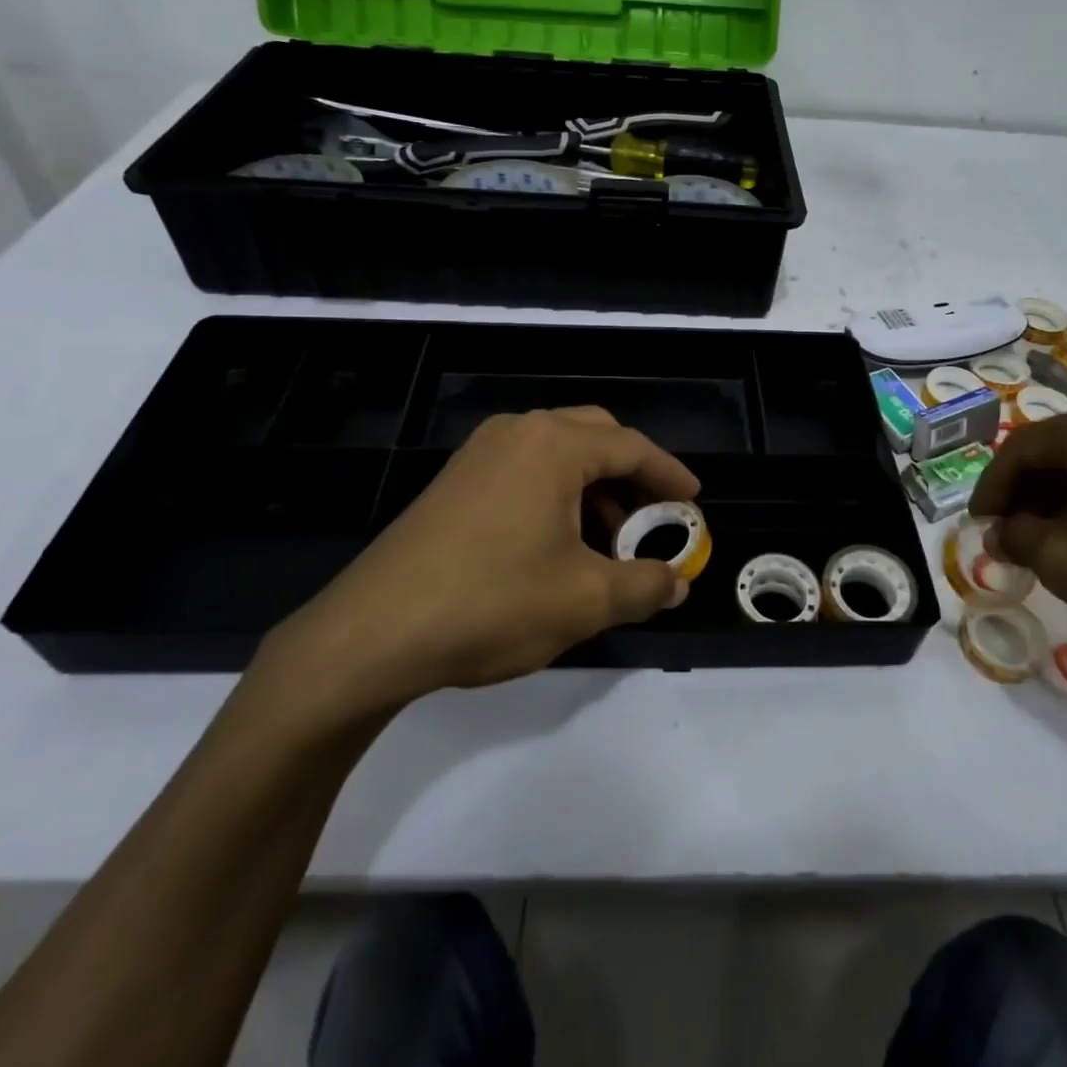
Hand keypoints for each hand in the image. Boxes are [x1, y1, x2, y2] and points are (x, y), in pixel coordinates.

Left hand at [254, 407, 699, 730]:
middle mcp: (517, 433)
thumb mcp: (584, 601)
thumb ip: (644, 585)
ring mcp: (479, 453)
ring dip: (593, 487)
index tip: (694, 500)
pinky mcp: (455, 481)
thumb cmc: (492, 604)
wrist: (372, 633)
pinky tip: (558, 545)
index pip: (631, 447)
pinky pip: (525, 470)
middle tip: (654, 515)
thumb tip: (677, 583)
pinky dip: (557, 495)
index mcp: (553, 445)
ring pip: (557, 453)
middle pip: (595, 435)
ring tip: (608, 542)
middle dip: (632, 473)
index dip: (669, 475)